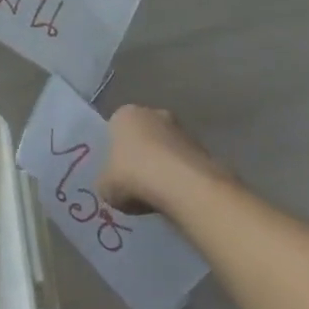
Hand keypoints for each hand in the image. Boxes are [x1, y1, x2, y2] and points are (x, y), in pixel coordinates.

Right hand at [97, 104, 228, 216]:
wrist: (181, 186)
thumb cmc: (132, 177)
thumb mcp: (104, 186)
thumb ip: (107, 180)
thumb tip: (113, 183)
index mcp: (125, 115)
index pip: (115, 128)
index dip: (114, 150)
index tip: (115, 171)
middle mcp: (154, 113)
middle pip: (143, 135)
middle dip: (141, 154)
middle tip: (135, 181)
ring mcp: (182, 129)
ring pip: (166, 148)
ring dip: (162, 165)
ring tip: (156, 193)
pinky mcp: (203, 148)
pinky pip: (183, 162)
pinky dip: (180, 176)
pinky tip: (174, 195)